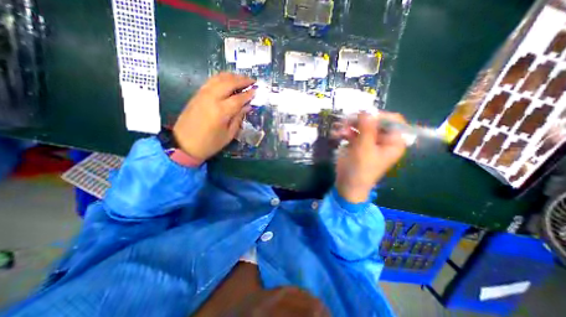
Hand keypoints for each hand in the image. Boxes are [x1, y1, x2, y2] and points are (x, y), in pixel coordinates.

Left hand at [172, 72, 256, 161]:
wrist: (184, 144)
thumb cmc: (209, 143)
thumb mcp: (228, 134)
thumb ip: (238, 118)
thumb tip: (247, 107)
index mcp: (221, 111)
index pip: (239, 98)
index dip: (249, 94)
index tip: (257, 90)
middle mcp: (211, 98)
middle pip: (229, 83)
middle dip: (242, 80)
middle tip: (252, 80)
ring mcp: (202, 94)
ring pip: (219, 78)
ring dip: (232, 76)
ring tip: (242, 78)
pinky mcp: (197, 94)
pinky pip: (211, 81)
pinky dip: (221, 78)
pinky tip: (228, 80)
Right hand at [333, 113, 406, 202]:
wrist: (348, 184)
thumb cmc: (360, 169)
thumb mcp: (364, 148)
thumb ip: (367, 128)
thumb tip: (367, 110)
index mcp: (393, 142)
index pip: (392, 120)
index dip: (378, 115)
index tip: (363, 116)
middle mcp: (383, 139)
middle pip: (375, 121)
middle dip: (360, 120)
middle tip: (346, 121)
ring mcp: (370, 141)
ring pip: (362, 125)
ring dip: (350, 125)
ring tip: (340, 130)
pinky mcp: (359, 143)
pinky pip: (354, 132)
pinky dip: (346, 131)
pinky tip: (338, 134)